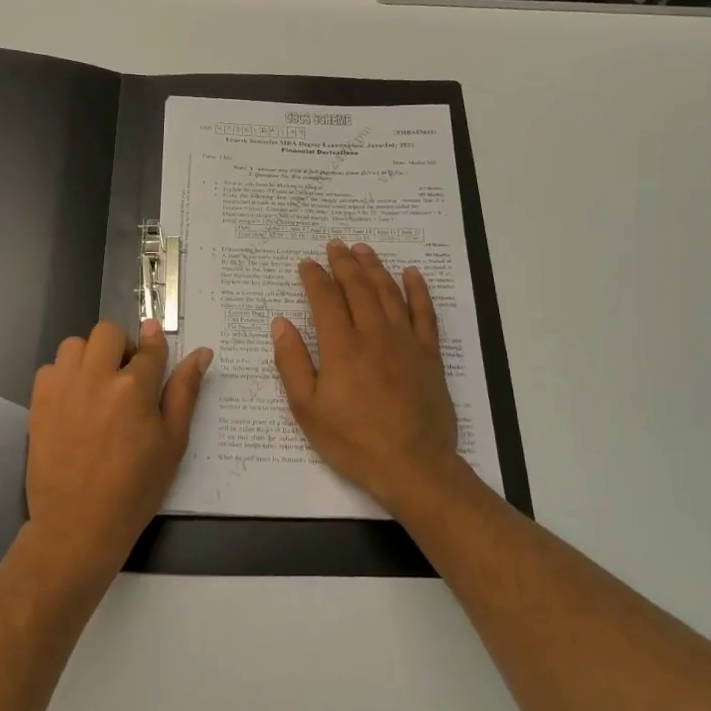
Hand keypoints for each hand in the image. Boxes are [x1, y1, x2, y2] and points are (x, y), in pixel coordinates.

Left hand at [24, 320, 212, 572]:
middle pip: (109, 332)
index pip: (150, 347)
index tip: (155, 342)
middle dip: (122, 346)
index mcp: (134, 387)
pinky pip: (50, 367)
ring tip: (98, 385)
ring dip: (90, 355)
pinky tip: (74, 400)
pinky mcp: (39, 401)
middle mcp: (96, 377)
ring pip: (76, 344)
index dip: (155, 343)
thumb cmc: (136, 488)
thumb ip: (185, 391)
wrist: (79, 524)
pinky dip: (64, 375)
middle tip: (127, 375)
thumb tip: (201, 353)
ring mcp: (63, 387)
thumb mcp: (172, 442)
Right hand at [272, 241, 471, 513]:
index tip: (306, 264)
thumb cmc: (353, 441)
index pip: (325, 299)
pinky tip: (412, 274)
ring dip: (375, 267)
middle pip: (358, 287)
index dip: (314, 277)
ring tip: (364, 249)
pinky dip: (418, 290)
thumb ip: (293, 362)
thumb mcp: (308, 409)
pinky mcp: (429, 354)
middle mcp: (374, 334)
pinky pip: (425, 313)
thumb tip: (281, 323)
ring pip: (389, 292)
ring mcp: (406, 342)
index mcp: (341, 347)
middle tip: (335, 245)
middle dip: (344, 263)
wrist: (414, 466)